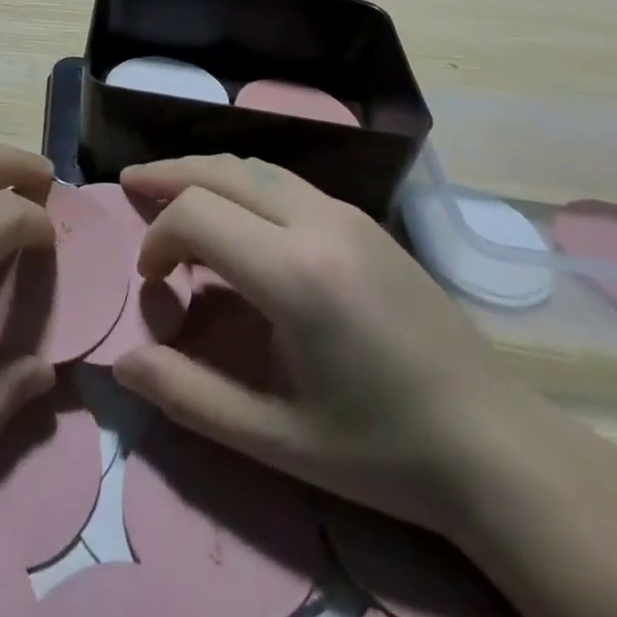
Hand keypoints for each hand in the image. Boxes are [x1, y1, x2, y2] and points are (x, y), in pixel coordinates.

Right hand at [112, 155, 534, 532]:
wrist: (493, 444)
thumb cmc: (381, 450)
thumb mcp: (275, 441)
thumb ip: (189, 396)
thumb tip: (123, 363)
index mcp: (295, 272)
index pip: (197, 213)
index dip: (157, 236)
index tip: (151, 281)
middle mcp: (318, 221)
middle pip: (222, 169)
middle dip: (169, 175)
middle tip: (131, 185)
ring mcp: (346, 212)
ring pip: (255, 165)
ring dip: (206, 173)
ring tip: (170, 189)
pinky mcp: (363, 218)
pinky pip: (285, 181)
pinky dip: (242, 184)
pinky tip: (234, 214)